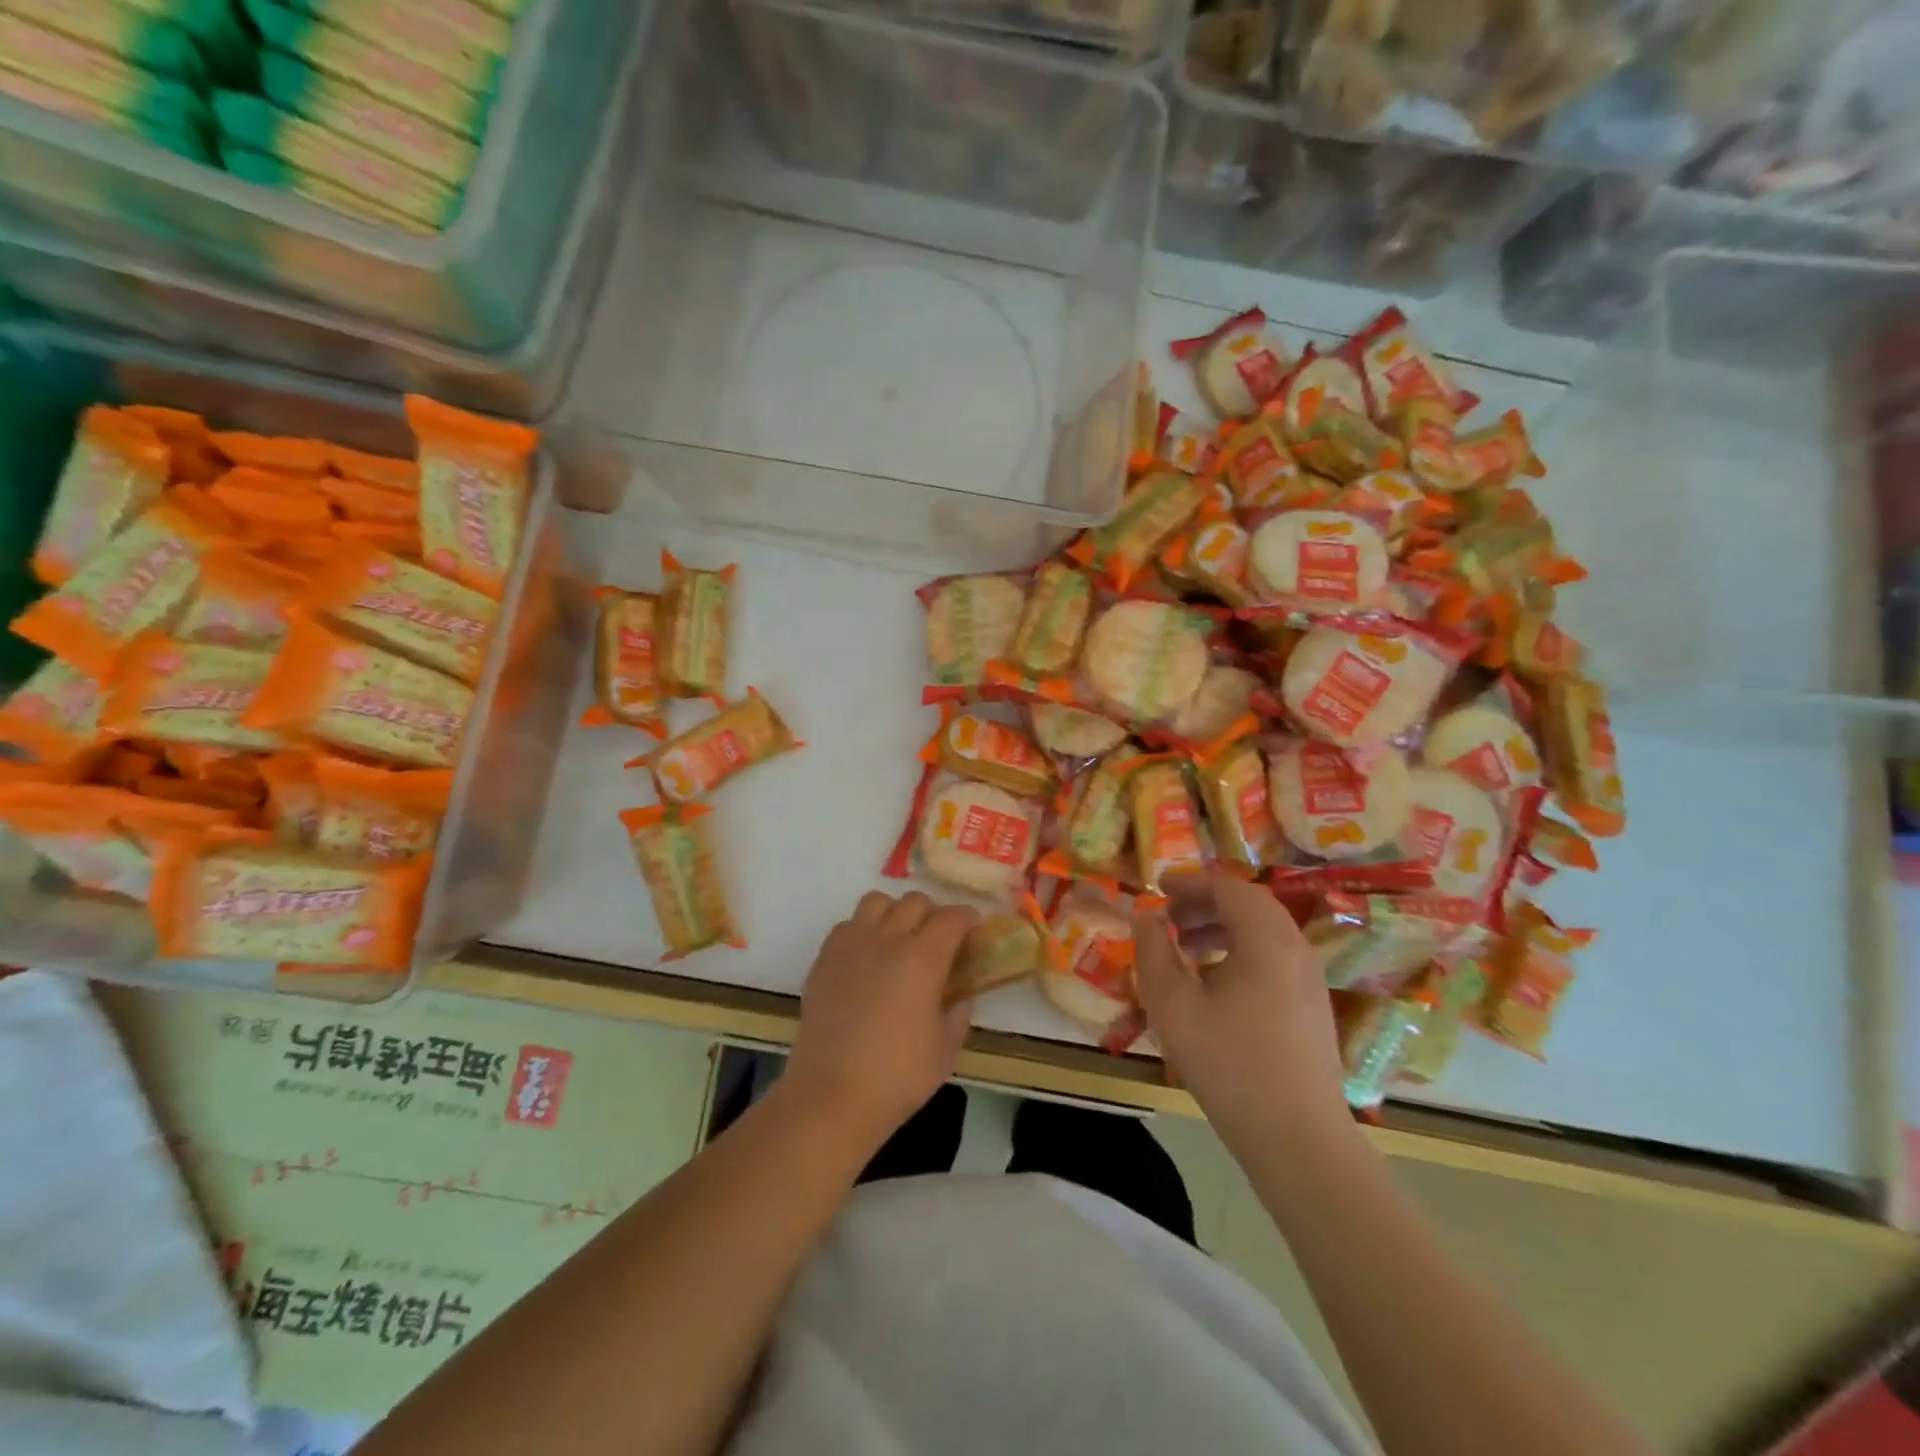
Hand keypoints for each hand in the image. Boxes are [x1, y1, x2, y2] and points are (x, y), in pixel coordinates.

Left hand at [784, 891, 977, 1153]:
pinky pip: (847, 925)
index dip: (966, 919)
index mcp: (923, 958)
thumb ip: (958, 1014)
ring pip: (877, 902)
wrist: (832, 1094)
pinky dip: (863, 930)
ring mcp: (851, 945)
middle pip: (915, 901)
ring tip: (898, 939)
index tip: (972, 931)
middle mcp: (887, 939)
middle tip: (938, 940)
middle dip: (933, 914)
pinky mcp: (824, 959)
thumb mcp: (946, 1049)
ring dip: (894, 912)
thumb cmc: (898, 1076)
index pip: (951, 917)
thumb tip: (959, 996)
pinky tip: (866, 958)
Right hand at [1134, 871, 1352, 1152]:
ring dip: (1222, 928)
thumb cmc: (1229, 1064)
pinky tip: (1213, 984)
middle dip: (1205, 903)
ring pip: (1264, 932)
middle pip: (1251, 906)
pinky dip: (1240, 952)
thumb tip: (1146, 917)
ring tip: (1185, 949)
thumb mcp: (1173, 1005)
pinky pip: (1274, 958)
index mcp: (1266, 940)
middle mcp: (1296, 949)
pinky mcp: (1313, 1007)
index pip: (1229, 888)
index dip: (1190, 882)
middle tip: (1168, 918)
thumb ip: (1153, 952)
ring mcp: (1310, 980)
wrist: (1298, 1139)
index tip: (1157, 888)